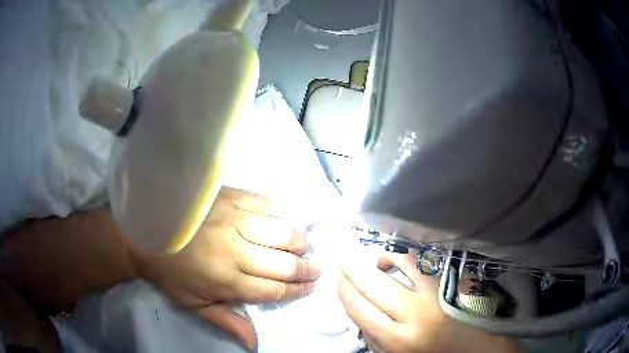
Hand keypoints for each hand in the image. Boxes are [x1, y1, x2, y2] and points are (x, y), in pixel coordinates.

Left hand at [130, 187, 321, 350]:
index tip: (312, 287)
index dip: (298, 290)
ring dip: (300, 241)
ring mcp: (232, 219)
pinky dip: (281, 213)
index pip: (274, 289)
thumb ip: (227, 321)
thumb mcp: (193, 304)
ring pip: (281, 231)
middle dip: (308, 268)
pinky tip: (286, 221)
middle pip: (284, 262)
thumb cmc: (168, 271)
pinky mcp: (229, 196)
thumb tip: (256, 342)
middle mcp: (234, 249)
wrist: (145, 230)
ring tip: (306, 247)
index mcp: (225, 279)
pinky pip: (266, 203)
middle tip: (319, 268)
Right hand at [338, 252, 521, 352]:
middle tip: (343, 259)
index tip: (338, 282)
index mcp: (397, 339)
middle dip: (353, 269)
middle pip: (374, 285)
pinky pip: (422, 259)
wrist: (468, 346)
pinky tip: (397, 259)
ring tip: (373, 260)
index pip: (360, 309)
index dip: (345, 292)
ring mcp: (434, 293)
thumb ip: (372, 335)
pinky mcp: (448, 281)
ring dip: (380, 257)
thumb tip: (356, 306)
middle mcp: (414, 315)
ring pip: (401, 263)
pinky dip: (404, 255)